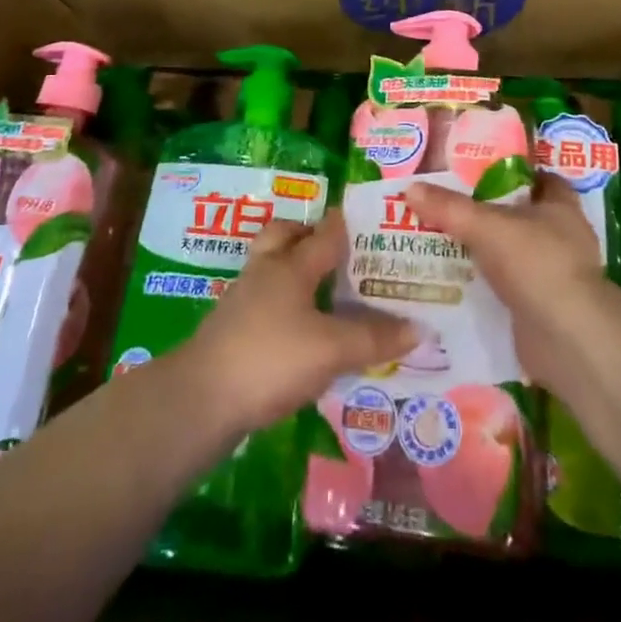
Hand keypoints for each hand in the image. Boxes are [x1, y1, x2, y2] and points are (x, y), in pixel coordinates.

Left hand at [180, 211, 417, 433]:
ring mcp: (243, 299)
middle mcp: (266, 271)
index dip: (349, 225)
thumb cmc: (271, 359)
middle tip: (339, 251)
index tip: (374, 222)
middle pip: (285, 236)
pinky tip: (301, 328)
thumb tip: (420, 328)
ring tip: (325, 289)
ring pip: (271, 267)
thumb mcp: (331, 350)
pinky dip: (284, 304)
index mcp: (291, 265)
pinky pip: (264, 300)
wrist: (200, 400)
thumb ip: (374, 338)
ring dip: (295, 270)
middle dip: (308, 235)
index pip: (326, 233)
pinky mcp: (231, 329)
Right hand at [405, 176, 612, 392]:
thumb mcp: (486, 227)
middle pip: (522, 217)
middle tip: (449, 208)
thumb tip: (411, 188)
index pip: (540, 179)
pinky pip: (508, 289)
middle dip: (489, 214)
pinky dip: (487, 287)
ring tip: (442, 244)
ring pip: (513, 254)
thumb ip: (449, 208)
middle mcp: (562, 238)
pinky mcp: (542, 308)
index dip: (513, 174)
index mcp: (560, 207)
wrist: (567, 339)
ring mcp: (554, 276)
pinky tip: (455, 284)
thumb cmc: (537, 264)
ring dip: (486, 253)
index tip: (479, 172)